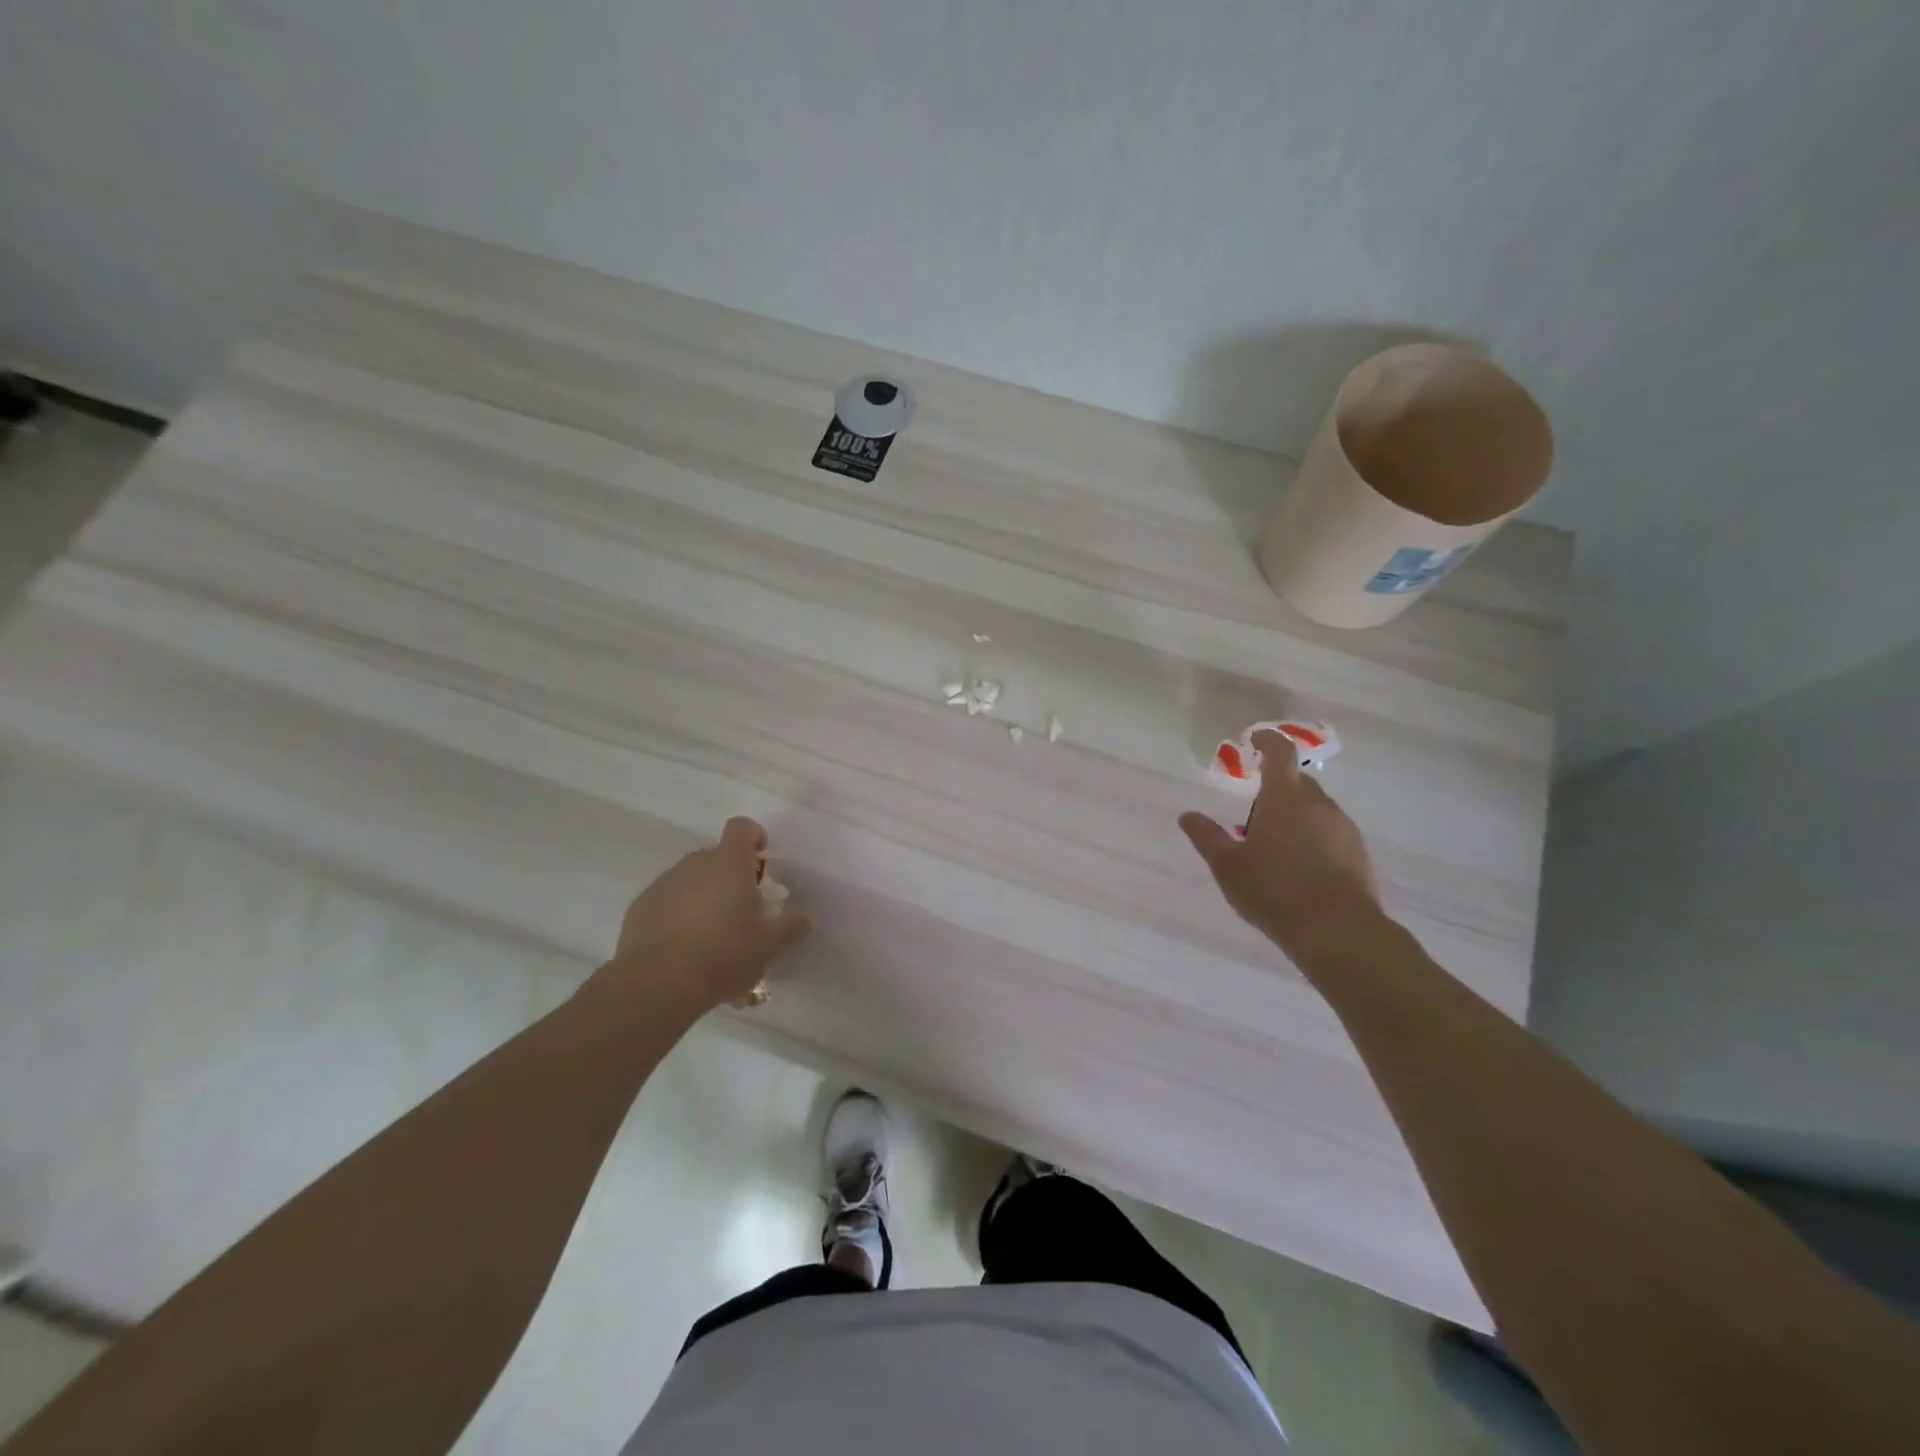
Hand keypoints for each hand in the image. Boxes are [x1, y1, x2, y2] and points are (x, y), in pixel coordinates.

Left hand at [591, 817, 811, 1010]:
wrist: (659, 982)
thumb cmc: (724, 953)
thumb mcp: (768, 945)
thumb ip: (789, 928)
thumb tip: (805, 920)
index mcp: (729, 864)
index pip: (741, 828)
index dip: (753, 835)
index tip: (761, 855)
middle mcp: (695, 864)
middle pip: (716, 857)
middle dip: (730, 876)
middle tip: (741, 910)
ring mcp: (664, 883)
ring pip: (690, 879)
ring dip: (704, 896)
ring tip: (712, 934)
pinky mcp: (640, 907)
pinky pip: (667, 901)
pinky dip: (678, 914)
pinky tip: (684, 947)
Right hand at [1180, 730, 1382, 961]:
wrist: (1338, 931)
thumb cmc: (1274, 890)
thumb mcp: (1228, 866)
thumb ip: (1207, 837)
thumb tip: (1187, 816)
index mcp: (1285, 798)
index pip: (1280, 754)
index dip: (1268, 741)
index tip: (1256, 738)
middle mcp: (1318, 804)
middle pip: (1298, 781)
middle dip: (1276, 787)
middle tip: (1254, 812)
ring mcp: (1342, 828)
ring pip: (1315, 808)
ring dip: (1295, 814)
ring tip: (1274, 844)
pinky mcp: (1357, 853)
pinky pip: (1329, 831)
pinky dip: (1312, 835)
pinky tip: (1298, 864)